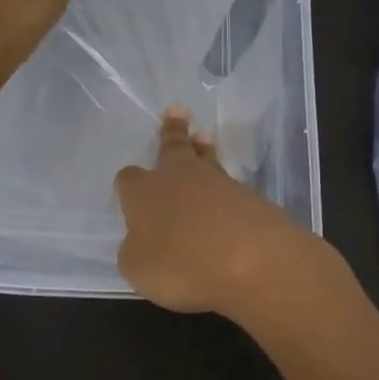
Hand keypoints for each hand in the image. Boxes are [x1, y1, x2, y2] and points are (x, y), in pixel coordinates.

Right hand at [115, 108, 336, 322]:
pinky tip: (227, 202)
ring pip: (207, 161)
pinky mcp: (251, 199)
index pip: (128, 179)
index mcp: (144, 193)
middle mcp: (179, 178)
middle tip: (178, 111)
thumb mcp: (138, 268)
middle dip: (172, 131)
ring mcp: (219, 184)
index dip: (127, 184)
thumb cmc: (180, 264)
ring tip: (203, 140)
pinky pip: (231, 189)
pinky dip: (226, 191)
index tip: (128, 185)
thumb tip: (143, 242)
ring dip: (203, 151)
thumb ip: (136, 250)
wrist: (251, 261)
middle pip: (173, 148)